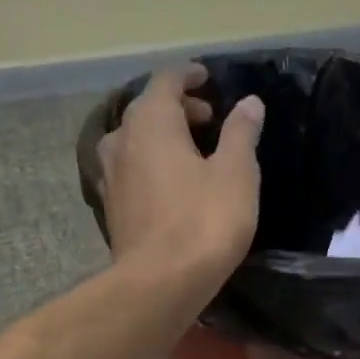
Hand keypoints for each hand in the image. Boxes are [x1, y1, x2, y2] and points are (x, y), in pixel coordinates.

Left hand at [99, 65, 264, 289]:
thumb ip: (241, 133)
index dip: (188, 75)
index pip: (166, 81)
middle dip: (178, 108)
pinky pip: (130, 170)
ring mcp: (110, 176)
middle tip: (209, 119)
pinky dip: (149, 165)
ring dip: (161, 137)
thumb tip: (249, 103)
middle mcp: (122, 140)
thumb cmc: (203, 221)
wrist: (160, 283)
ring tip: (190, 152)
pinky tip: (169, 185)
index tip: (208, 78)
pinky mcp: (111, 207)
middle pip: (147, 109)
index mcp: (152, 122)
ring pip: (134, 140)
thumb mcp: (236, 173)